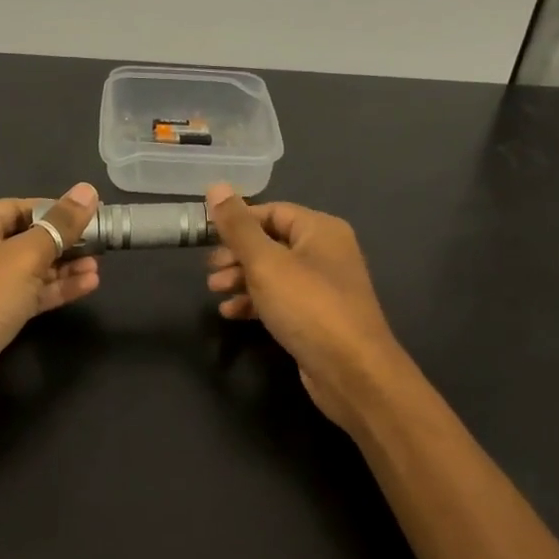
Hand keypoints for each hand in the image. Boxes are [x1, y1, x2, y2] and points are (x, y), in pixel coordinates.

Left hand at [0, 184, 101, 423]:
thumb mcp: (24, 257)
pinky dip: (55, 289)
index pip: (23, 206)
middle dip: (65, 240)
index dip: (59, 209)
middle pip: (29, 236)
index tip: (95, 215)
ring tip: (99, 268)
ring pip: (32, 268)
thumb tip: (88, 190)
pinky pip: (30, 294)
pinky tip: (87, 286)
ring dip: (65, 267)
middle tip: (104, 244)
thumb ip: (59, 225)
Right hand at [204, 183, 407, 429]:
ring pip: (274, 273)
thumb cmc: (308, 307)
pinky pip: (281, 299)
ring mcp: (324, 287)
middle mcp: (326, 252)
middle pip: (272, 242)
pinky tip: (232, 314)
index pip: (272, 211)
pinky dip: (256, 302)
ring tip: (215, 292)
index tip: (206, 236)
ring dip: (242, 279)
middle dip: (237, 254)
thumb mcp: (265, 263)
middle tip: (209, 271)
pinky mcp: (318, 317)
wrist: (352, 372)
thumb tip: (216, 186)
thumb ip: (238, 226)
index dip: (238, 221)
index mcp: (321, 230)